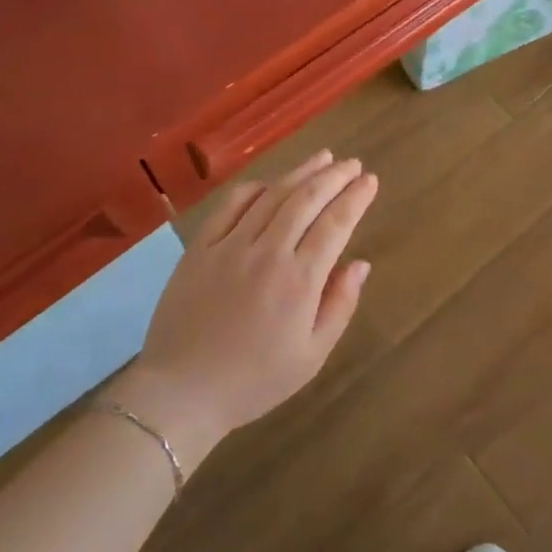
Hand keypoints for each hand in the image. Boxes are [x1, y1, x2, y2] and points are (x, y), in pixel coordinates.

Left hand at [116, 151, 378, 468]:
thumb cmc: (254, 380)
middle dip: (334, 177)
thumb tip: (360, 263)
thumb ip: (339, 305)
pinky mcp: (200, 247)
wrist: (181, 392)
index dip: (356, 198)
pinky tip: (270, 182)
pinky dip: (255, 188)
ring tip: (323, 158)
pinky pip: (231, 205)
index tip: (370, 180)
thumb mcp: (311, 356)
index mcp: (299, 281)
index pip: (335, 224)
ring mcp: (230, 245)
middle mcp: (267, 253)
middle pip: (306, 200)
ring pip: (272, 195)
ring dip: (301, 172)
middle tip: (353, 163)